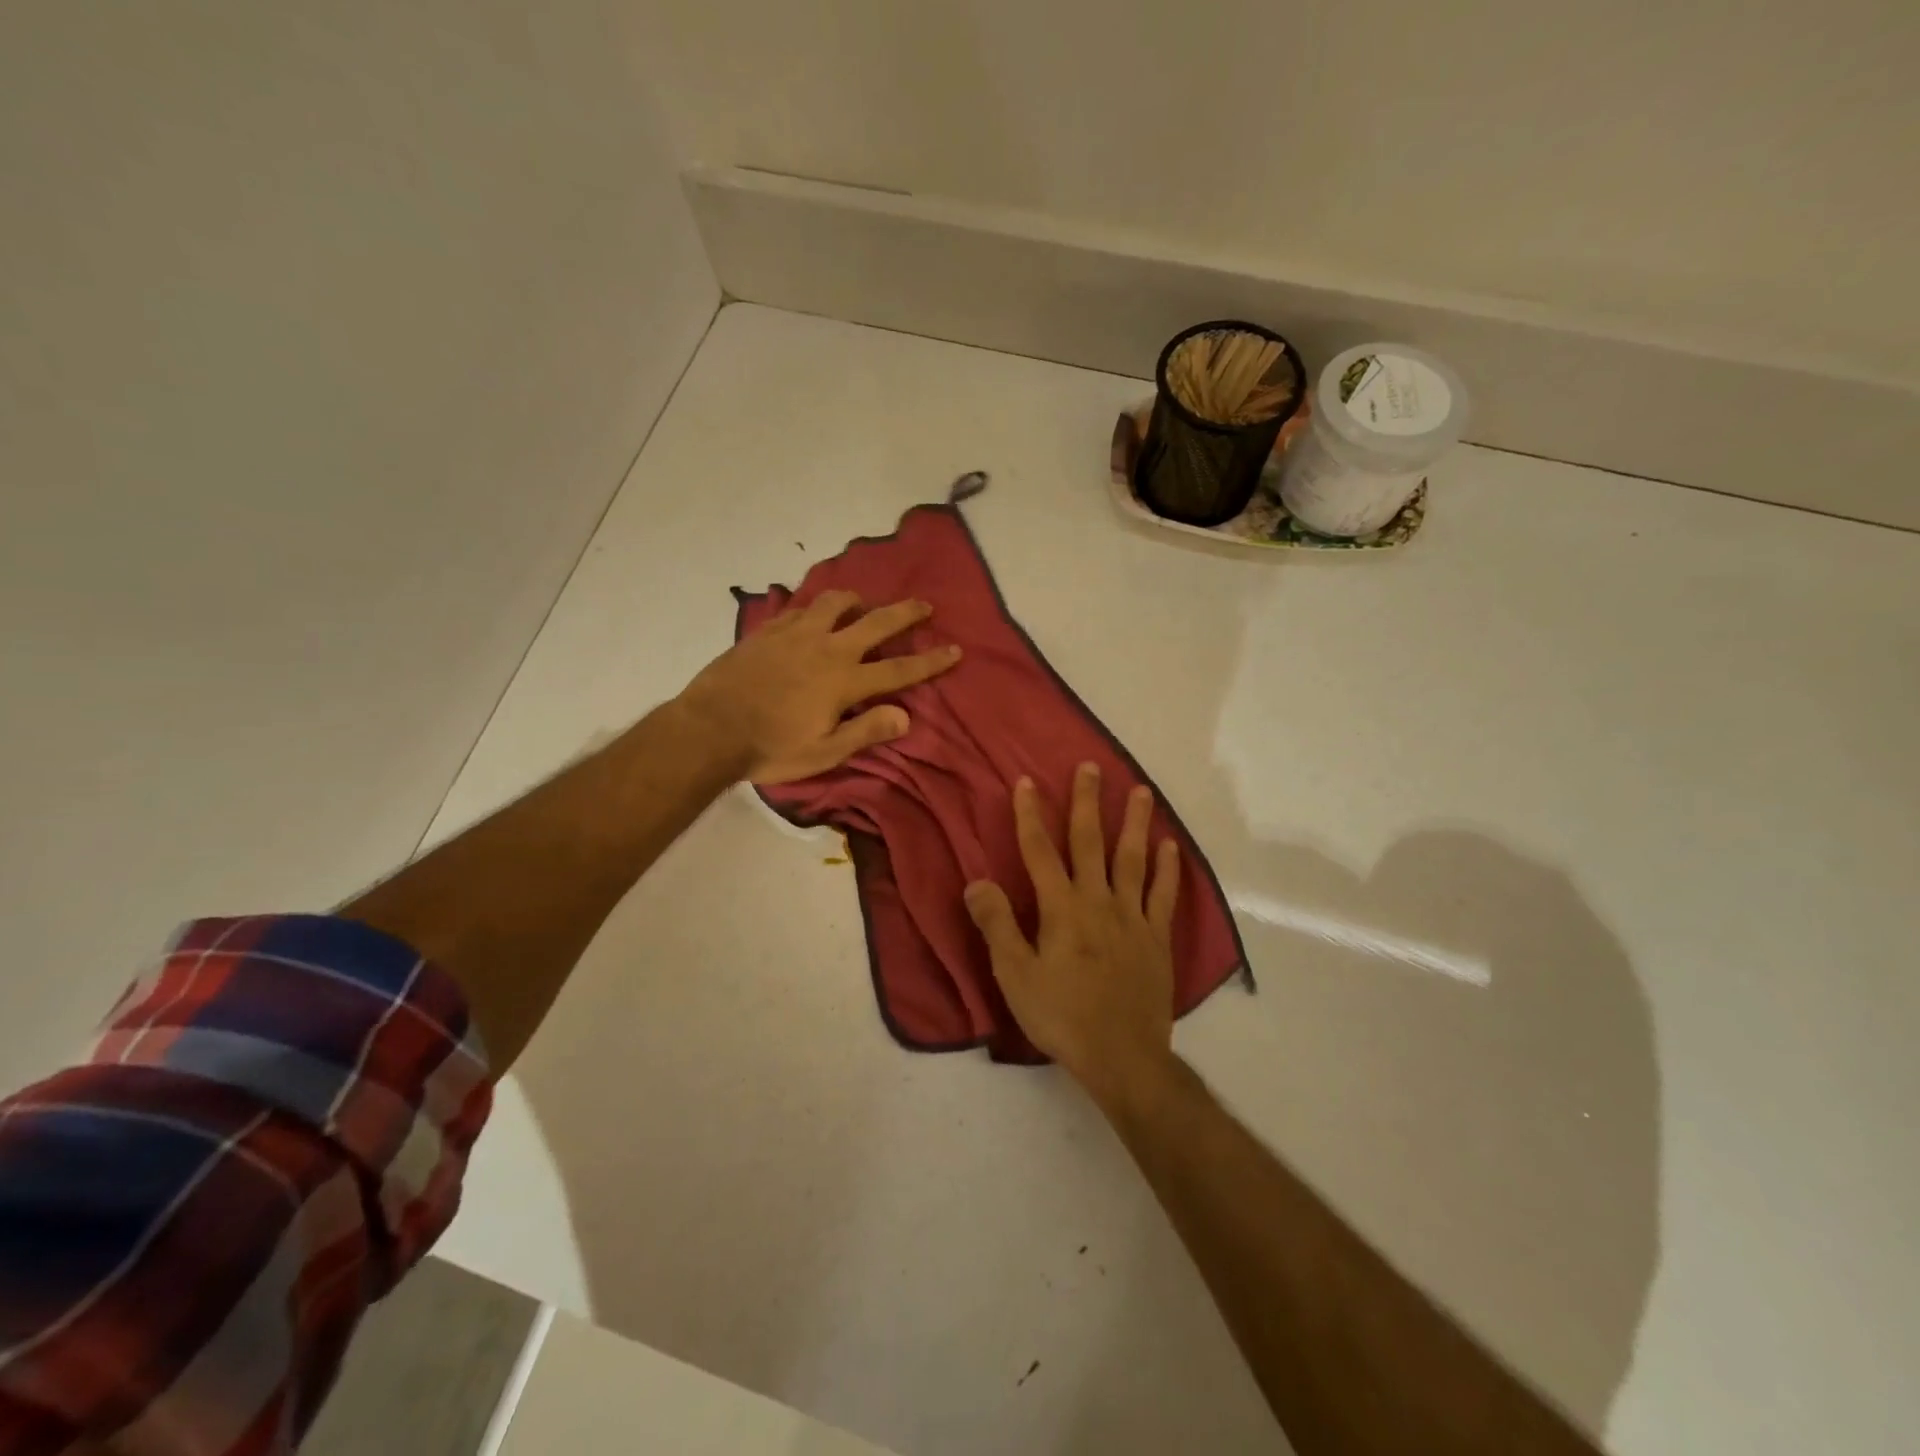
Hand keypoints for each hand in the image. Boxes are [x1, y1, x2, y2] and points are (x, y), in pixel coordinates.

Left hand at [679, 591, 960, 784]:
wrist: (710, 727)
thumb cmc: (770, 748)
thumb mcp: (823, 753)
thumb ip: (865, 732)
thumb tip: (906, 716)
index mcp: (844, 682)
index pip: (899, 669)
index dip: (930, 661)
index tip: (955, 650)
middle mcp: (827, 649)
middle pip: (876, 623)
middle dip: (905, 613)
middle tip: (924, 605)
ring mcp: (796, 634)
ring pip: (834, 603)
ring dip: (855, 600)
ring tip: (862, 602)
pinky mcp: (769, 630)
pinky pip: (799, 608)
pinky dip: (815, 607)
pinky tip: (813, 613)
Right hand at [964, 763, 1180, 1104]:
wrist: (1122, 1056)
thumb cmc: (1061, 1015)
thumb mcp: (1015, 975)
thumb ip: (997, 925)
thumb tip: (977, 881)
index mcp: (1061, 909)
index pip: (1040, 851)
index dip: (1030, 815)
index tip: (1026, 782)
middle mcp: (1098, 901)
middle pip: (1091, 842)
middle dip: (1087, 803)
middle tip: (1090, 768)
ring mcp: (1133, 916)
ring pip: (1133, 859)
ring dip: (1135, 822)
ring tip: (1140, 790)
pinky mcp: (1157, 937)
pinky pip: (1164, 895)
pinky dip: (1168, 869)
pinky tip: (1170, 846)